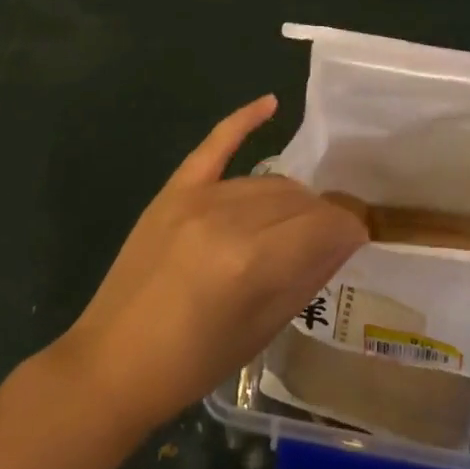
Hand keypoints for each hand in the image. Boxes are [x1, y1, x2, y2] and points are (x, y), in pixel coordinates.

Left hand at [61, 96, 367, 433]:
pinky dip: (243, 121)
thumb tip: (345, 239)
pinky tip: (271, 104)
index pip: (323, 225)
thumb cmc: (193, 363)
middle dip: (323, 216)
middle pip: (297, 199)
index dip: (348, 230)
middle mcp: (228, 219)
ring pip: (267, 180)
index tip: (357, 239)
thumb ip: (307, 275)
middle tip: (329, 238)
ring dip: (293, 198)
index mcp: (252, 262)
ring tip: (299, 220)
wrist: (112, 364)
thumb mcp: (261, 330)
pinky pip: (214, 145)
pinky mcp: (174, 190)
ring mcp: (197, 198)